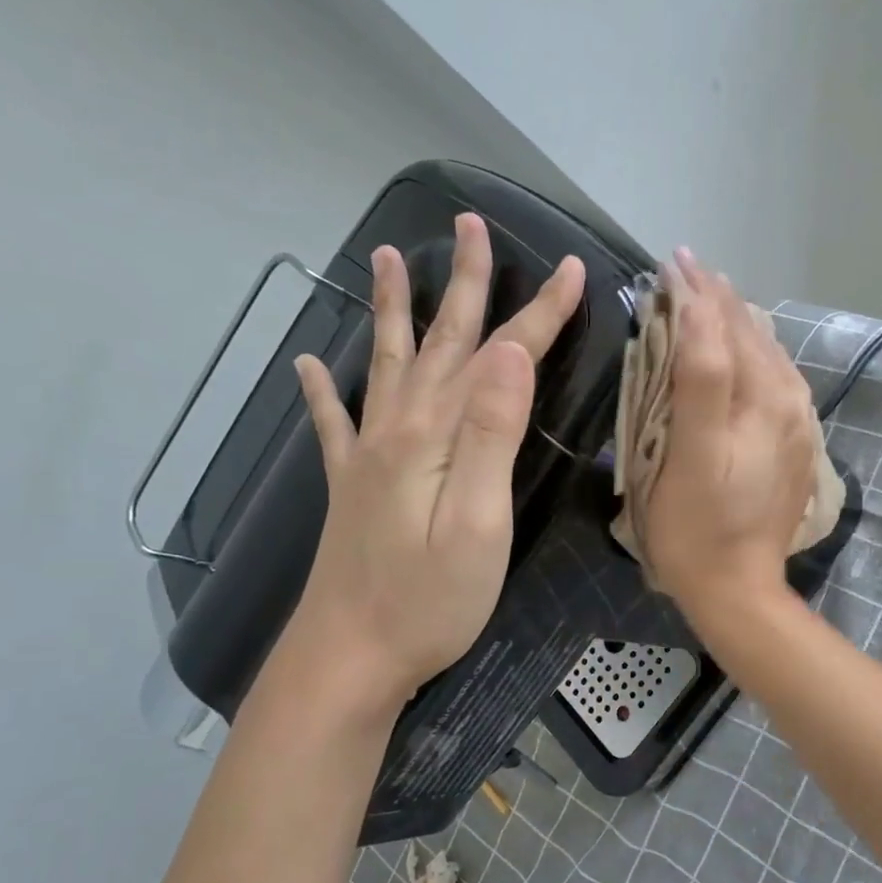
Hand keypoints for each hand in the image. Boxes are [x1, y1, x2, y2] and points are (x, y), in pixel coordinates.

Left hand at [293, 213, 584, 704]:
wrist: (350, 657)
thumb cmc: (429, 601)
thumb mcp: (478, 523)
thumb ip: (492, 435)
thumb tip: (509, 353)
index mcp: (437, 436)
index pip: (499, 358)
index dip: (539, 314)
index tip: (574, 271)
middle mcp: (398, 430)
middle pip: (440, 343)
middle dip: (465, 285)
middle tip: (470, 225)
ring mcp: (369, 456)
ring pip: (386, 364)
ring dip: (390, 310)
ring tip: (386, 258)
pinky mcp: (352, 487)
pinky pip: (334, 424)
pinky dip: (322, 390)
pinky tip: (308, 365)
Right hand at [643, 251, 818, 623]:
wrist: (738, 590)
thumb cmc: (697, 527)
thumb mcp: (689, 454)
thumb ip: (700, 378)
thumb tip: (697, 309)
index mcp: (764, 400)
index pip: (729, 328)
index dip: (699, 292)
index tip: (672, 260)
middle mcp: (791, 403)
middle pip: (754, 335)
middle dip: (719, 299)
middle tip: (685, 269)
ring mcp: (798, 426)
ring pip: (769, 356)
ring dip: (738, 322)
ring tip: (711, 296)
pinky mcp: (796, 447)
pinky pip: (778, 382)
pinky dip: (755, 354)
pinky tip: (745, 349)